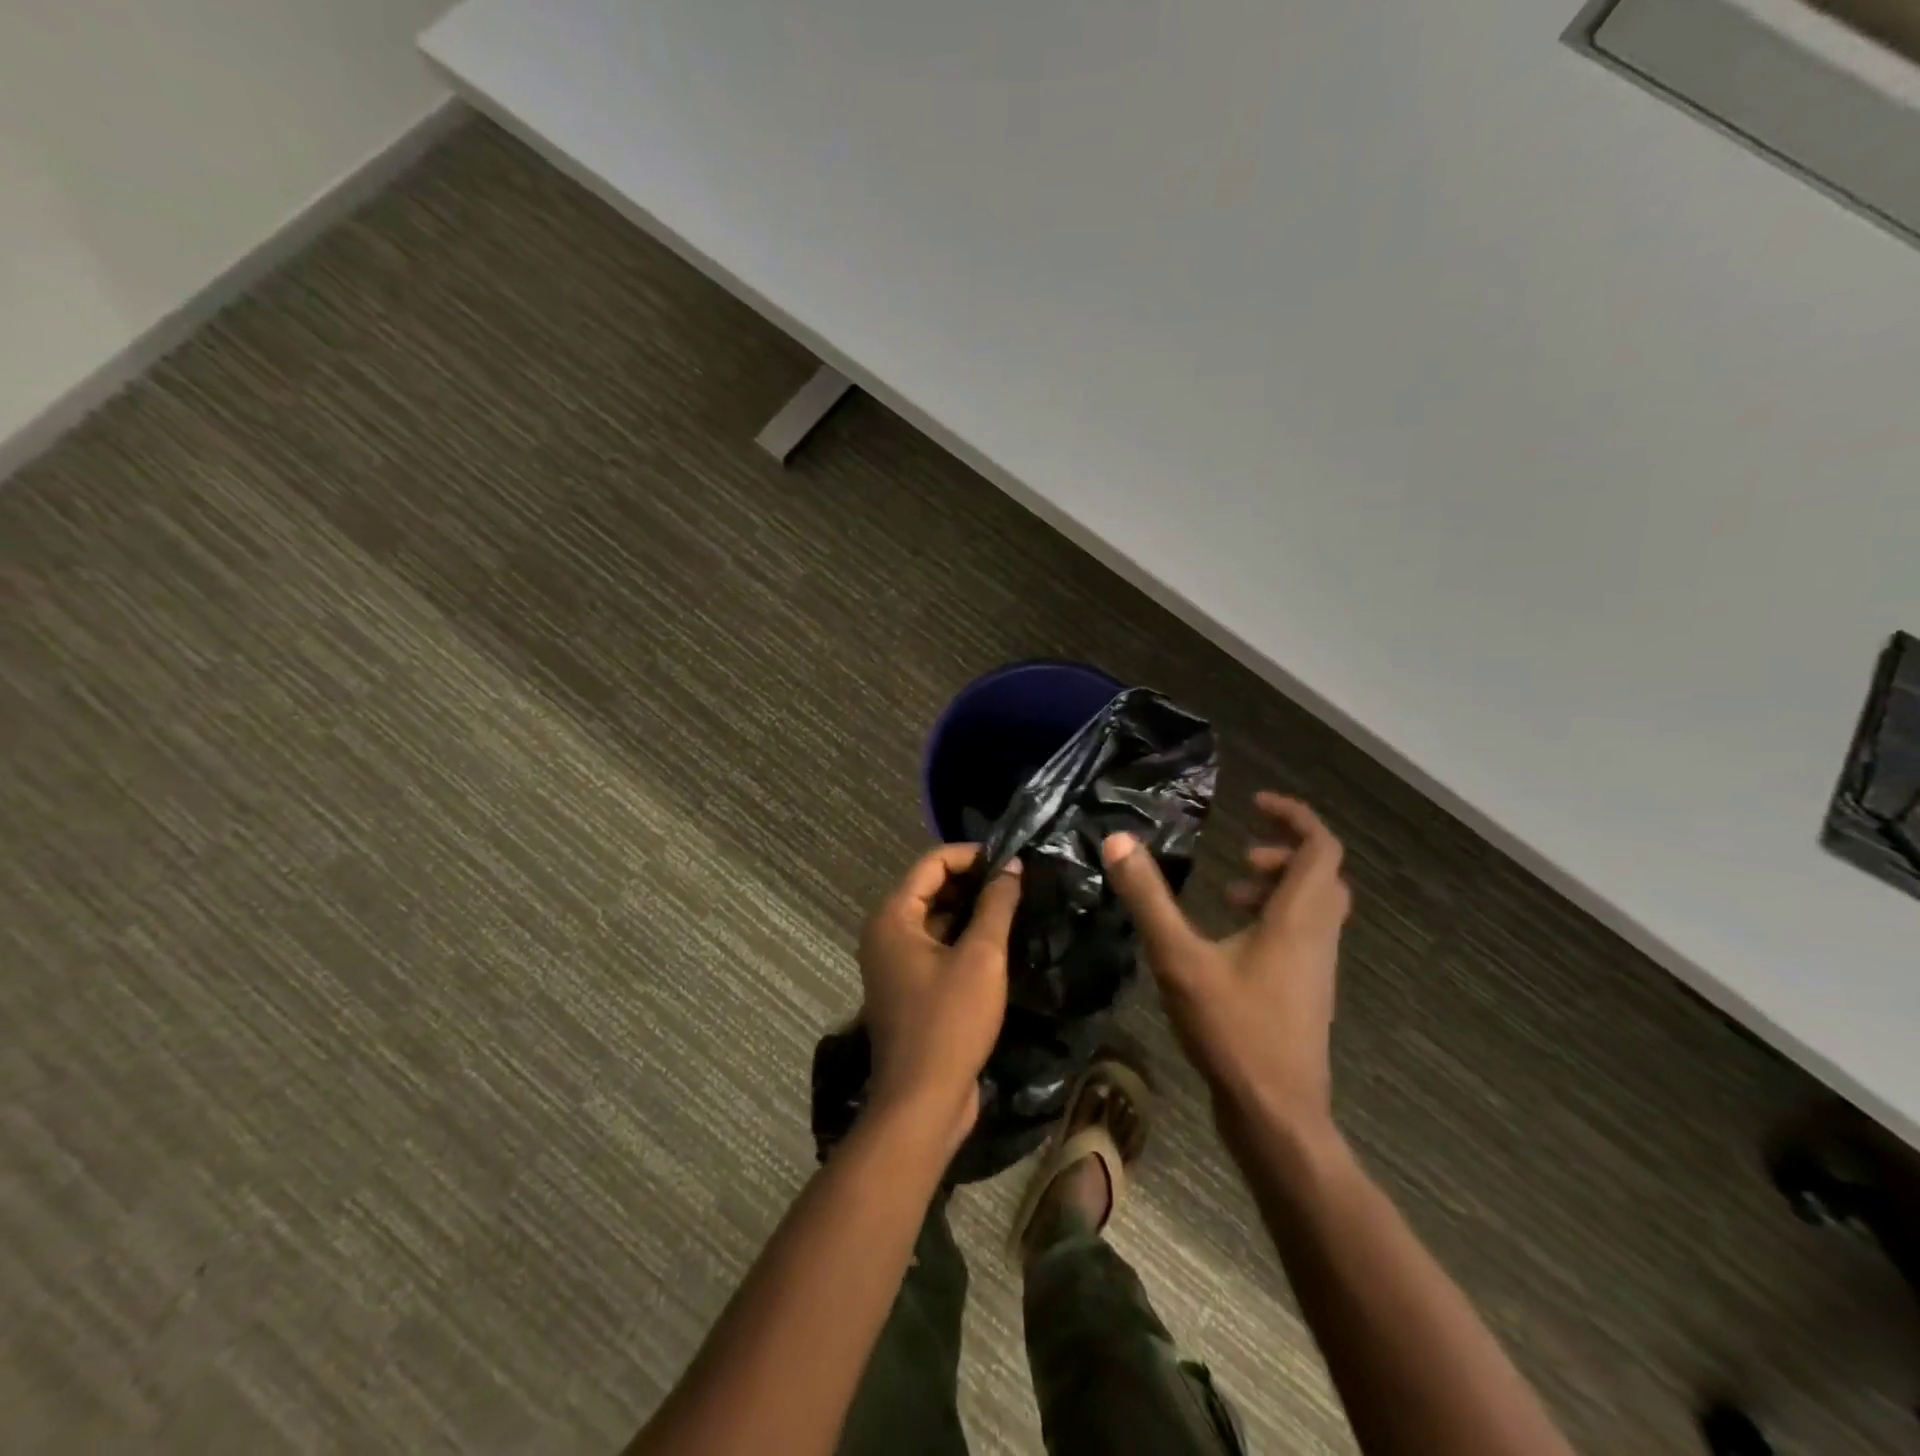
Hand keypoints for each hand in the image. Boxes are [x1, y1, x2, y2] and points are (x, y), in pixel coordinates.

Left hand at [857, 845, 1023, 1150]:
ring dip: (971, 910)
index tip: (1012, 860)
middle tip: (1019, 882)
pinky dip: (962, 937)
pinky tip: (999, 941)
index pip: (932, 863)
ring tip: (1015, 905)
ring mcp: (894, 962)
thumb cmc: (949, 1022)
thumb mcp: (981, 957)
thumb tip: (1012, 867)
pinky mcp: (909, 987)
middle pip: (930, 887)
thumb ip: (996, 905)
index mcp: (893, 917)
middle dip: (973, 881)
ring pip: (935, 918)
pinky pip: (935, 946)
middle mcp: (885, 933)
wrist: (922, 1102)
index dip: (972, 854)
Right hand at [1103, 793, 1350, 1137]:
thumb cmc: (1234, 1030)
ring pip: (1315, 908)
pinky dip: (1275, 920)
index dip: (1294, 816)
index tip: (1256, 803)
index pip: (1321, 847)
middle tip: (1240, 854)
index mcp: (1299, 919)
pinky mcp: (1305, 994)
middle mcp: (1318, 937)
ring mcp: (1316, 969)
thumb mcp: (1179, 958)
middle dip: (1284, 852)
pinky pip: (1303, 937)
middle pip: (1323, 875)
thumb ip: (1148, 898)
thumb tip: (1119, 841)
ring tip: (1228, 893)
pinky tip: (1229, 943)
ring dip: (1278, 888)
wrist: (1277, 1115)